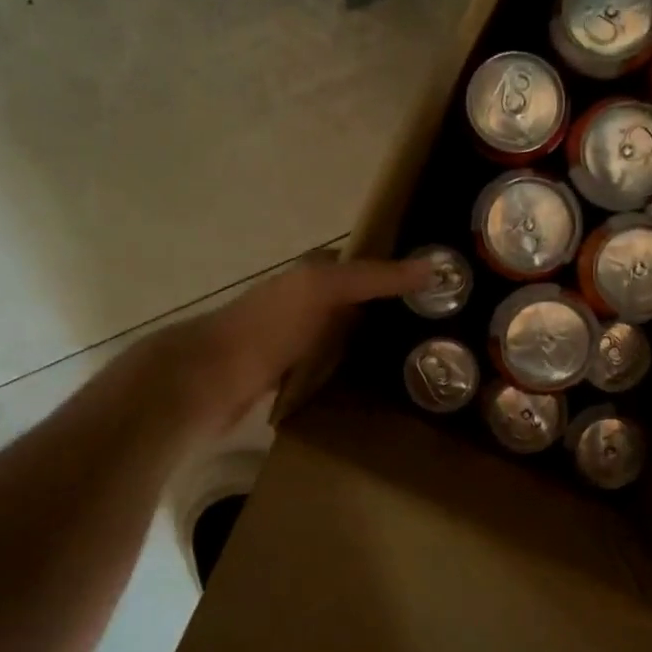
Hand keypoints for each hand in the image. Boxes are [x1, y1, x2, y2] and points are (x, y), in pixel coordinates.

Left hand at [120, 255, 435, 444]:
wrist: (209, 382)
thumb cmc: (268, 326)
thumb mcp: (323, 290)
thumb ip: (375, 277)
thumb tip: (433, 267)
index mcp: (311, 274)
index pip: (365, 264)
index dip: (398, 271)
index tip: (439, 289)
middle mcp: (305, 303)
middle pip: (359, 303)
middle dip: (393, 313)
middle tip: (442, 332)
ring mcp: (297, 341)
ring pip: (347, 338)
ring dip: (375, 346)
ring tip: (422, 361)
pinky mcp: (290, 377)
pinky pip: (333, 369)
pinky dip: (354, 373)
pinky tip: (380, 387)